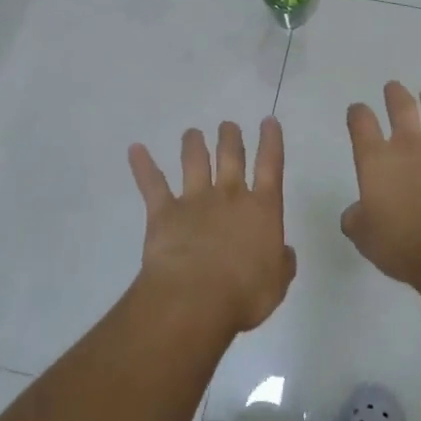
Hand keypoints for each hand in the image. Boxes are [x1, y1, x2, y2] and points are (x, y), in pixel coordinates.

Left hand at [130, 118, 295, 335]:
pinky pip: (152, 183)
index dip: (271, 141)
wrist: (196, 299)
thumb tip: (284, 252)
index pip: (271, 166)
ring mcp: (195, 200)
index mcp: (262, 209)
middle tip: (227, 125)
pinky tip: (135, 149)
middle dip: (230, 138)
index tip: (268, 121)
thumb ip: (282, 263)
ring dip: (193, 144)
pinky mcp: (164, 212)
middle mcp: (230, 196)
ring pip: (194, 161)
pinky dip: (142, 165)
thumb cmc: (244, 294)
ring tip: (191, 132)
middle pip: (231, 156)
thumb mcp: (276, 283)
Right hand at [342, 82, 420, 290]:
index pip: (362, 125)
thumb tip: (357, 213)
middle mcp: (410, 147)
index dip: (358, 114)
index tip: (357, 111)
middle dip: (396, 95)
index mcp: (377, 160)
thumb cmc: (402, 244)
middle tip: (393, 86)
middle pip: (402, 109)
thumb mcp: (364, 237)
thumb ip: (356, 220)